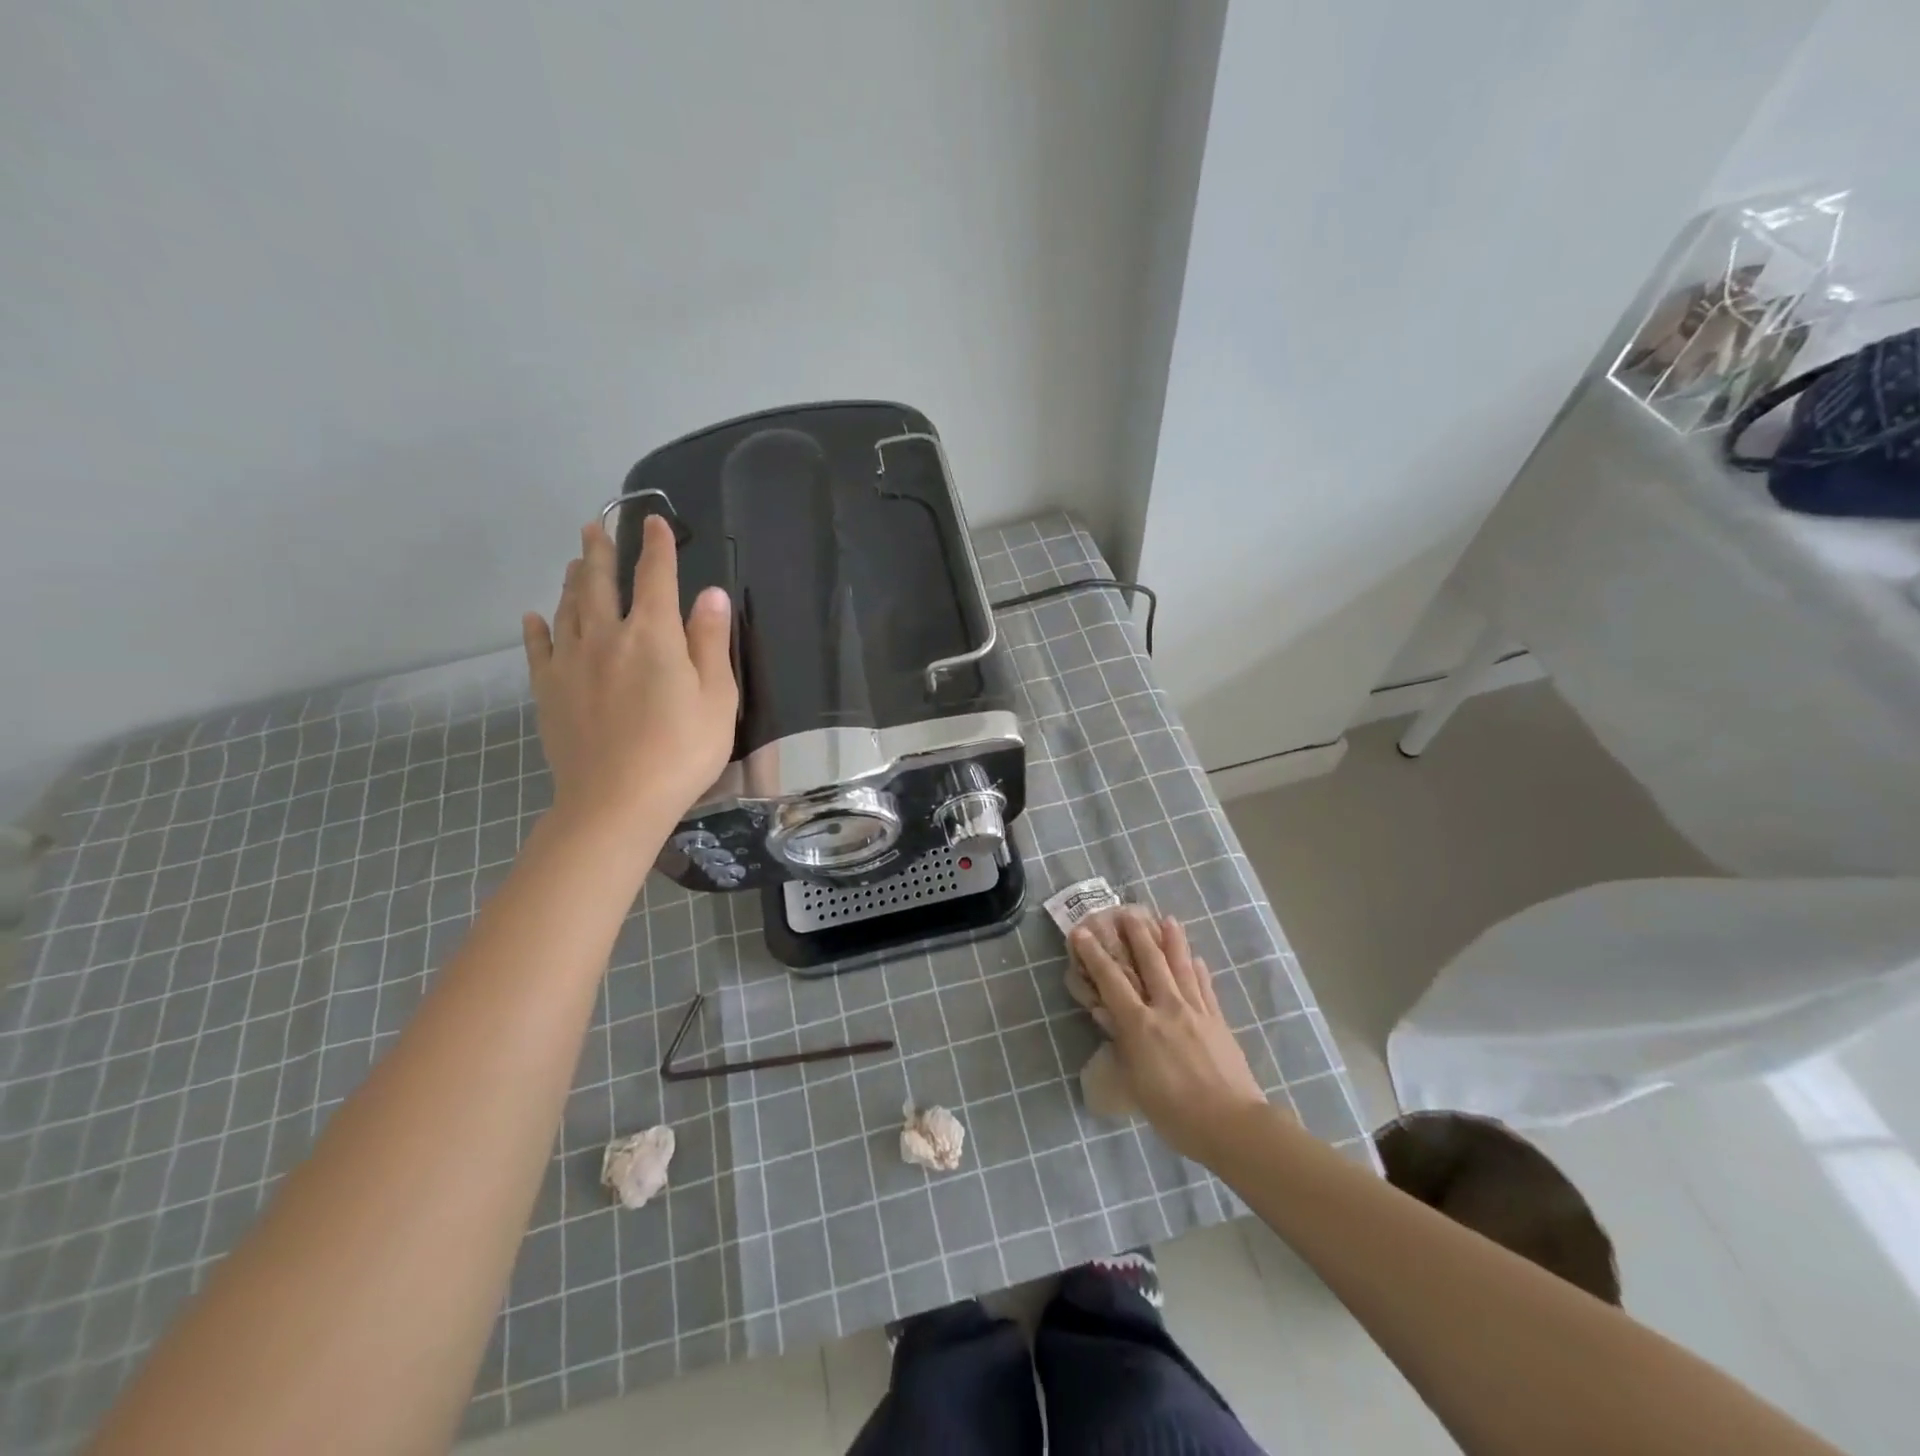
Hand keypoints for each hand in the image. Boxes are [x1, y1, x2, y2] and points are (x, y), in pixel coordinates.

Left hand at [523, 515, 737, 833]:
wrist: (617, 801)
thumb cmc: (682, 751)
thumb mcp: (717, 698)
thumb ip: (711, 641)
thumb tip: (710, 593)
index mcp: (653, 635)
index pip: (656, 577)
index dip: (658, 546)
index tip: (656, 521)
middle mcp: (607, 636)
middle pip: (601, 582)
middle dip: (602, 551)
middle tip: (596, 526)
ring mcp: (571, 662)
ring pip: (568, 608)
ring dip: (573, 580)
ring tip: (575, 561)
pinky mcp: (549, 690)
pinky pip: (538, 648)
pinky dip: (537, 627)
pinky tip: (534, 615)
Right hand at [1072, 913, 1268, 1162]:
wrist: (1231, 1124)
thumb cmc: (1174, 1113)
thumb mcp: (1134, 1084)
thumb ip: (1122, 1047)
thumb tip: (1111, 1021)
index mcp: (1140, 1024)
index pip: (1111, 981)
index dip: (1094, 955)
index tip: (1082, 933)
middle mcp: (1167, 1008)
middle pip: (1151, 962)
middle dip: (1137, 935)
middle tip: (1127, 912)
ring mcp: (1196, 1012)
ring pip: (1182, 967)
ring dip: (1173, 941)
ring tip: (1168, 919)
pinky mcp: (1218, 1021)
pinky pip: (1206, 988)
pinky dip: (1199, 971)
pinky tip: (1197, 959)